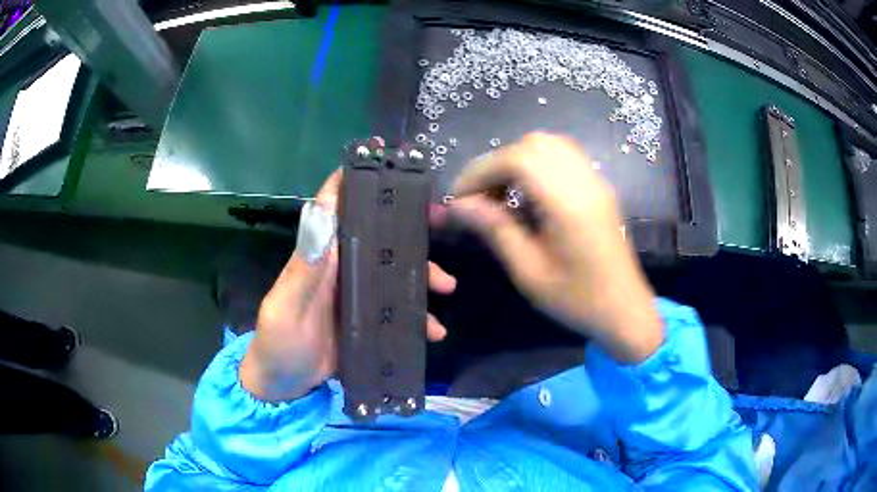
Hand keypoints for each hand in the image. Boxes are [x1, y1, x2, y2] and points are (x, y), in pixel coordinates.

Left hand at [241, 170, 456, 401]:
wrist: (284, 384)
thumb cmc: (278, 342)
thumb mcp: (285, 307)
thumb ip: (304, 269)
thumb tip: (323, 214)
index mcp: (321, 258)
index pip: (338, 209)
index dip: (359, 185)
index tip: (390, 169)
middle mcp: (342, 270)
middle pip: (378, 239)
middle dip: (409, 230)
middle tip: (440, 222)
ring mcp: (357, 296)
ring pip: (394, 274)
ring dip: (422, 275)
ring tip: (447, 286)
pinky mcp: (368, 321)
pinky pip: (398, 312)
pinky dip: (419, 318)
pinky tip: (435, 332)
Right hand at [450, 133, 661, 362]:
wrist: (624, 310)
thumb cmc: (577, 299)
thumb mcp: (528, 271)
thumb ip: (494, 230)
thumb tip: (458, 205)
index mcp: (567, 203)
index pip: (516, 159)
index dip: (480, 171)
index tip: (459, 199)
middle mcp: (583, 181)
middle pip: (532, 145)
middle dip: (496, 164)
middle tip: (479, 197)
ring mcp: (594, 180)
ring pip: (548, 145)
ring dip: (516, 161)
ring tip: (501, 194)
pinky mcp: (598, 186)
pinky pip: (563, 156)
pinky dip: (536, 164)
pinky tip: (528, 194)